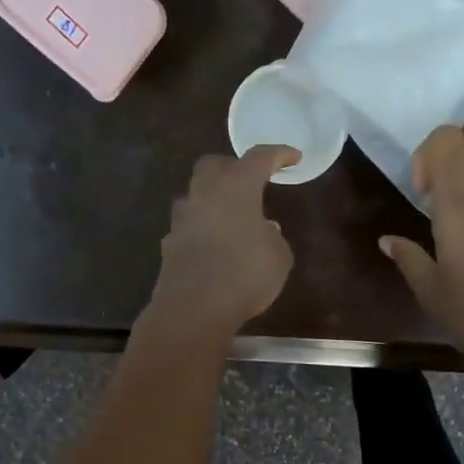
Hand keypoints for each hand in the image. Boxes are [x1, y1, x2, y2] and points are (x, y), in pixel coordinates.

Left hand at [144, 145, 299, 344]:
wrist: (194, 309)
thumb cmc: (245, 276)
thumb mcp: (279, 257)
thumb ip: (273, 237)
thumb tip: (263, 229)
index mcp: (237, 187)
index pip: (259, 158)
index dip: (278, 154)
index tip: (293, 157)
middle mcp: (205, 193)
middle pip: (214, 165)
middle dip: (232, 167)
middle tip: (250, 181)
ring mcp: (182, 218)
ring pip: (196, 194)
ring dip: (213, 198)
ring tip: (231, 216)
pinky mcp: (170, 242)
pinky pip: (189, 225)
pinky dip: (202, 227)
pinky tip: (214, 244)